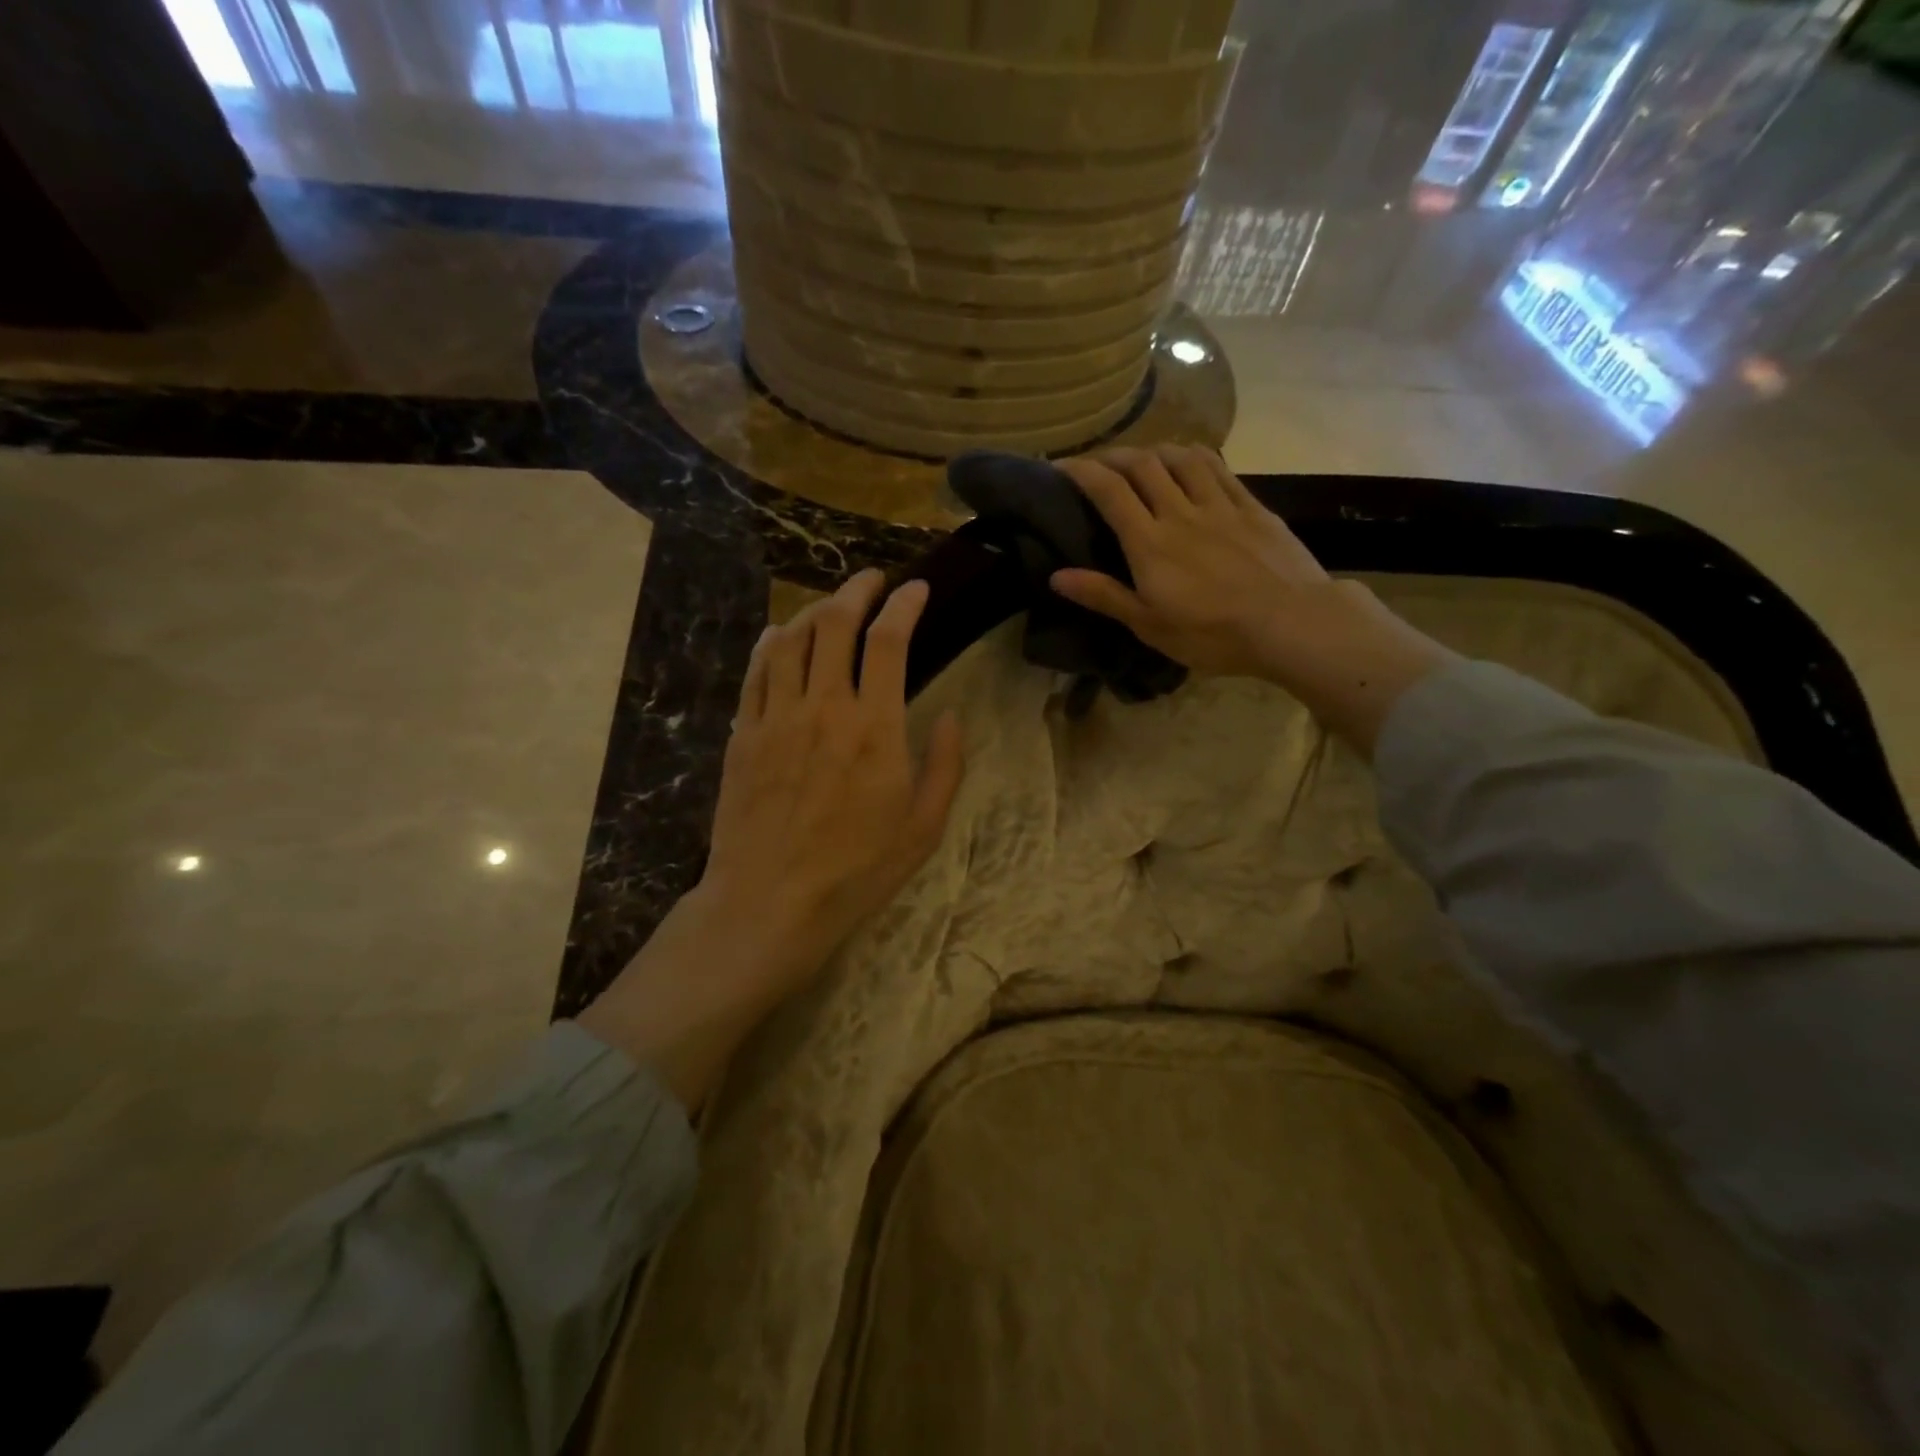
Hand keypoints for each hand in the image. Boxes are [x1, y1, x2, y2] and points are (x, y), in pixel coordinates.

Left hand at [701, 569, 964, 977]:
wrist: (770, 901)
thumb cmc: (857, 870)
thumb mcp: (924, 827)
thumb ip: (945, 765)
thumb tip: (952, 715)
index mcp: (875, 728)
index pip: (889, 641)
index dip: (905, 605)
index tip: (917, 590)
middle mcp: (823, 707)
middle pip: (834, 624)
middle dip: (857, 590)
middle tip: (872, 581)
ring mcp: (776, 717)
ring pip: (791, 639)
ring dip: (814, 610)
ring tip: (831, 605)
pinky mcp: (743, 734)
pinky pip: (756, 671)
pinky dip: (771, 643)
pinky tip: (781, 636)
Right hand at [1050, 445, 1334, 678]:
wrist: (1292, 623)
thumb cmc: (1213, 634)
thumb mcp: (1150, 625)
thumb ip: (1104, 596)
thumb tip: (1056, 576)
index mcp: (1150, 543)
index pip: (1109, 492)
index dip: (1082, 472)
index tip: (1062, 465)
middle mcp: (1180, 513)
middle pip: (1143, 465)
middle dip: (1114, 456)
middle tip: (1099, 463)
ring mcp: (1220, 505)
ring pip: (1182, 459)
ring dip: (1155, 450)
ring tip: (1143, 457)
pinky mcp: (1252, 508)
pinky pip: (1220, 468)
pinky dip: (1197, 456)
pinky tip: (1192, 458)